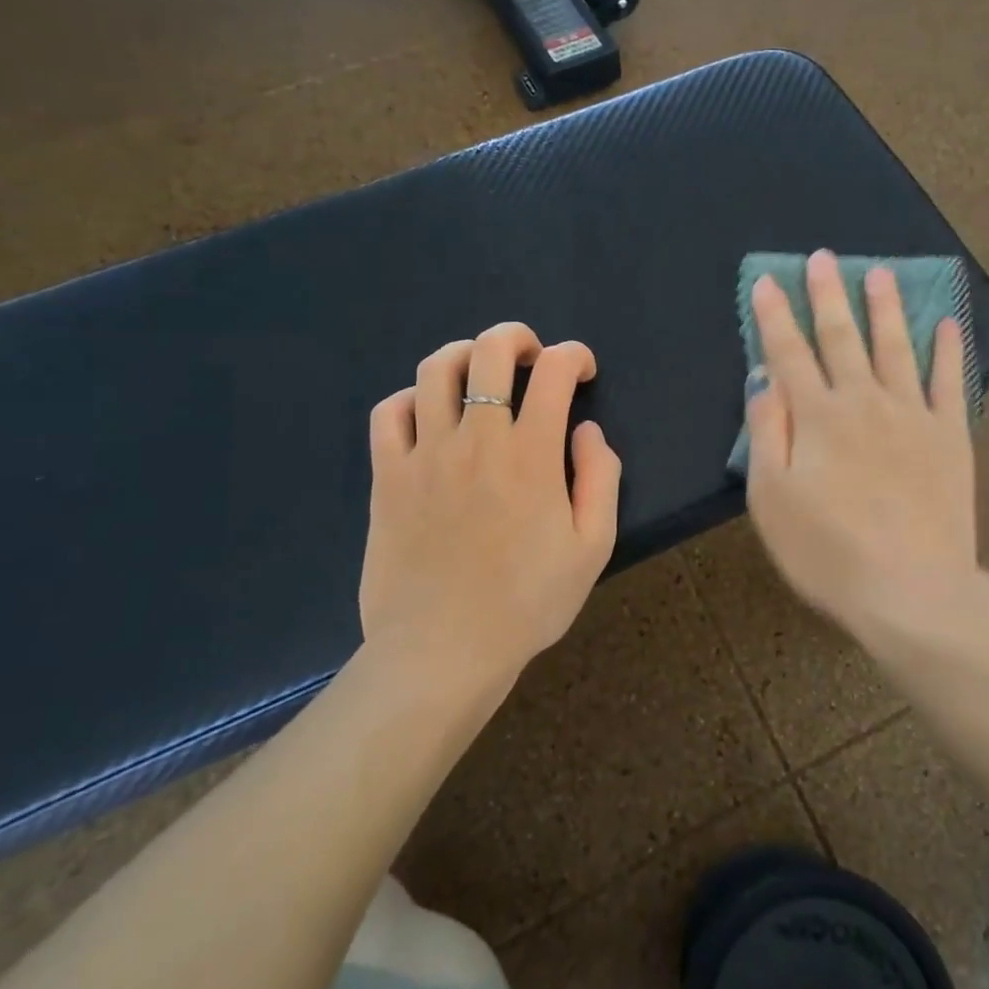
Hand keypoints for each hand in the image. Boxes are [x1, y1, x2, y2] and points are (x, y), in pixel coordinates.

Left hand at [359, 322, 620, 688]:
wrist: (443, 651)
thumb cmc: (527, 602)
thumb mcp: (593, 547)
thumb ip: (601, 478)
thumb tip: (586, 429)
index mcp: (531, 454)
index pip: (554, 371)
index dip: (574, 356)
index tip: (581, 372)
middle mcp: (476, 439)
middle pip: (489, 351)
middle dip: (517, 337)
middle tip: (530, 357)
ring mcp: (425, 454)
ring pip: (435, 370)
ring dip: (464, 355)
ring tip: (479, 372)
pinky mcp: (387, 476)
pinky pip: (389, 413)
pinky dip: (411, 399)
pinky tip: (428, 416)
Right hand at [745, 251, 977, 628]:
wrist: (912, 591)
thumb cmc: (827, 551)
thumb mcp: (771, 499)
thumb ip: (766, 432)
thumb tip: (765, 379)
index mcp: (817, 417)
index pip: (789, 353)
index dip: (776, 316)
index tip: (769, 281)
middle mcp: (864, 402)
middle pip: (842, 338)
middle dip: (829, 295)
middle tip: (824, 258)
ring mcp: (913, 415)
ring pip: (895, 347)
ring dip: (886, 308)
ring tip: (880, 272)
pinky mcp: (950, 437)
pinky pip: (949, 383)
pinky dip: (949, 351)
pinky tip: (947, 324)